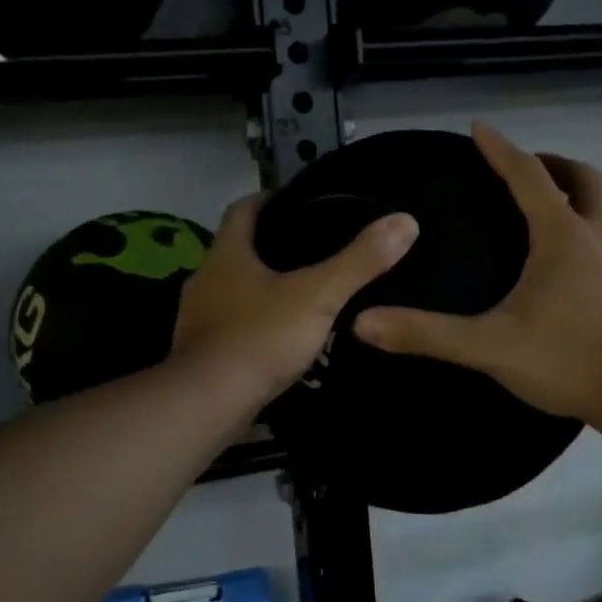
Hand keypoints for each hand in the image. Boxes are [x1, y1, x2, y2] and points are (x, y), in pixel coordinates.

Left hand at [173, 193, 417, 411]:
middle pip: (236, 249)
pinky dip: (252, 322)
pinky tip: (278, 336)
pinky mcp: (199, 350)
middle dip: (269, 246)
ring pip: (232, 289)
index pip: (243, 210)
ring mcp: (197, 317)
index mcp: (226, 254)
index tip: (298, 202)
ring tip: (301, 292)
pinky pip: (229, 324)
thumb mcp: (318, 295)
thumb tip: (405, 221)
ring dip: (260, 287)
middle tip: (312, 249)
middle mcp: (204, 278)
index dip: (269, 200)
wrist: (209, 402)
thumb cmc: (261, 337)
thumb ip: (360, 261)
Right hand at [354, 121, 601, 420]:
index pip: (528, 177)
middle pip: (584, 180)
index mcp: (561, 237)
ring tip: (561, 212)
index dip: (501, 150)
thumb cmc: (569, 359)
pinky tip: (584, 267)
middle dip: (553, 165)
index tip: (480, 128)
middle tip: (526, 169)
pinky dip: (601, 237)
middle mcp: (598, 238)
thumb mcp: (489, 347)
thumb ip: (427, 334)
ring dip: (587, 200)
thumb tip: (363, 322)